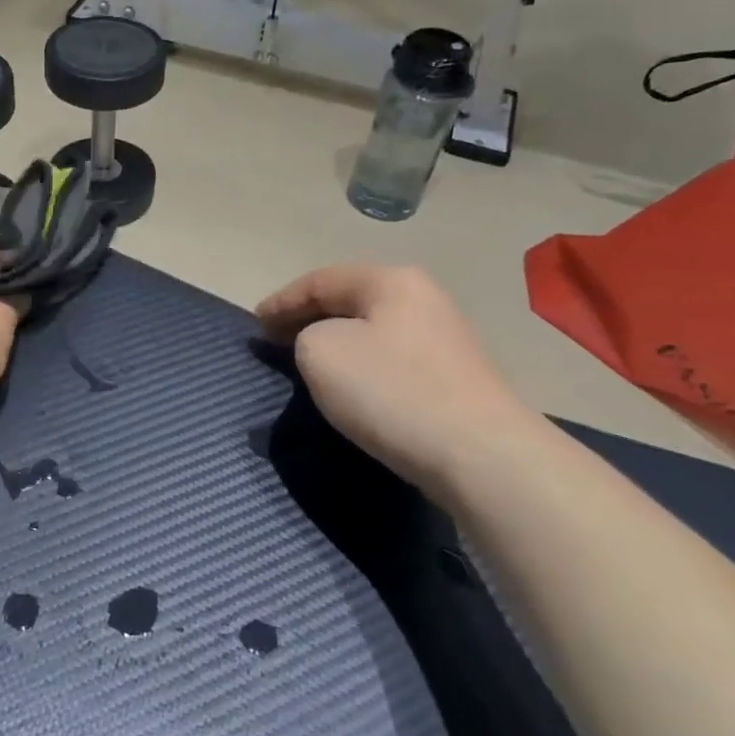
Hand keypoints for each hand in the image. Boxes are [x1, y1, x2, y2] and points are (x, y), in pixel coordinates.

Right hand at [257, 264, 534, 490]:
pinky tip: (352, 385)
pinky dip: (361, 362)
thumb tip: (325, 344)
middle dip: (308, 317)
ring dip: (336, 340)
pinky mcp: (455, 377)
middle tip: (274, 339)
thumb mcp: (320, 352)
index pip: (321, 280)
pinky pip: (392, 357)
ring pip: (372, 330)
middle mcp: (422, 298)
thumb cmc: (391, 391)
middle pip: (350, 300)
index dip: (281, 301)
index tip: (254, 324)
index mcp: (390, 281)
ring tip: (307, 360)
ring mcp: (445, 338)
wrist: (481, 455)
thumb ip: (305, 335)